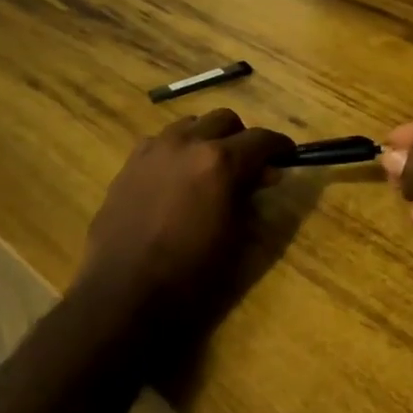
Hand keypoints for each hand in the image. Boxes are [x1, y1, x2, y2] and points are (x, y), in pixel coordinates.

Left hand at [74, 109, 291, 345]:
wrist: (123, 294)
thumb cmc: (190, 275)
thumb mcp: (236, 238)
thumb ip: (251, 197)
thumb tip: (265, 175)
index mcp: (220, 162)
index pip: (262, 139)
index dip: (280, 146)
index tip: (288, 156)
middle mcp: (187, 144)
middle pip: (224, 119)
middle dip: (242, 137)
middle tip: (248, 164)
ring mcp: (154, 150)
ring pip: (190, 124)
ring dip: (206, 138)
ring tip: (208, 167)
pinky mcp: (129, 164)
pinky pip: (160, 142)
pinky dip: (176, 150)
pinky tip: (175, 177)